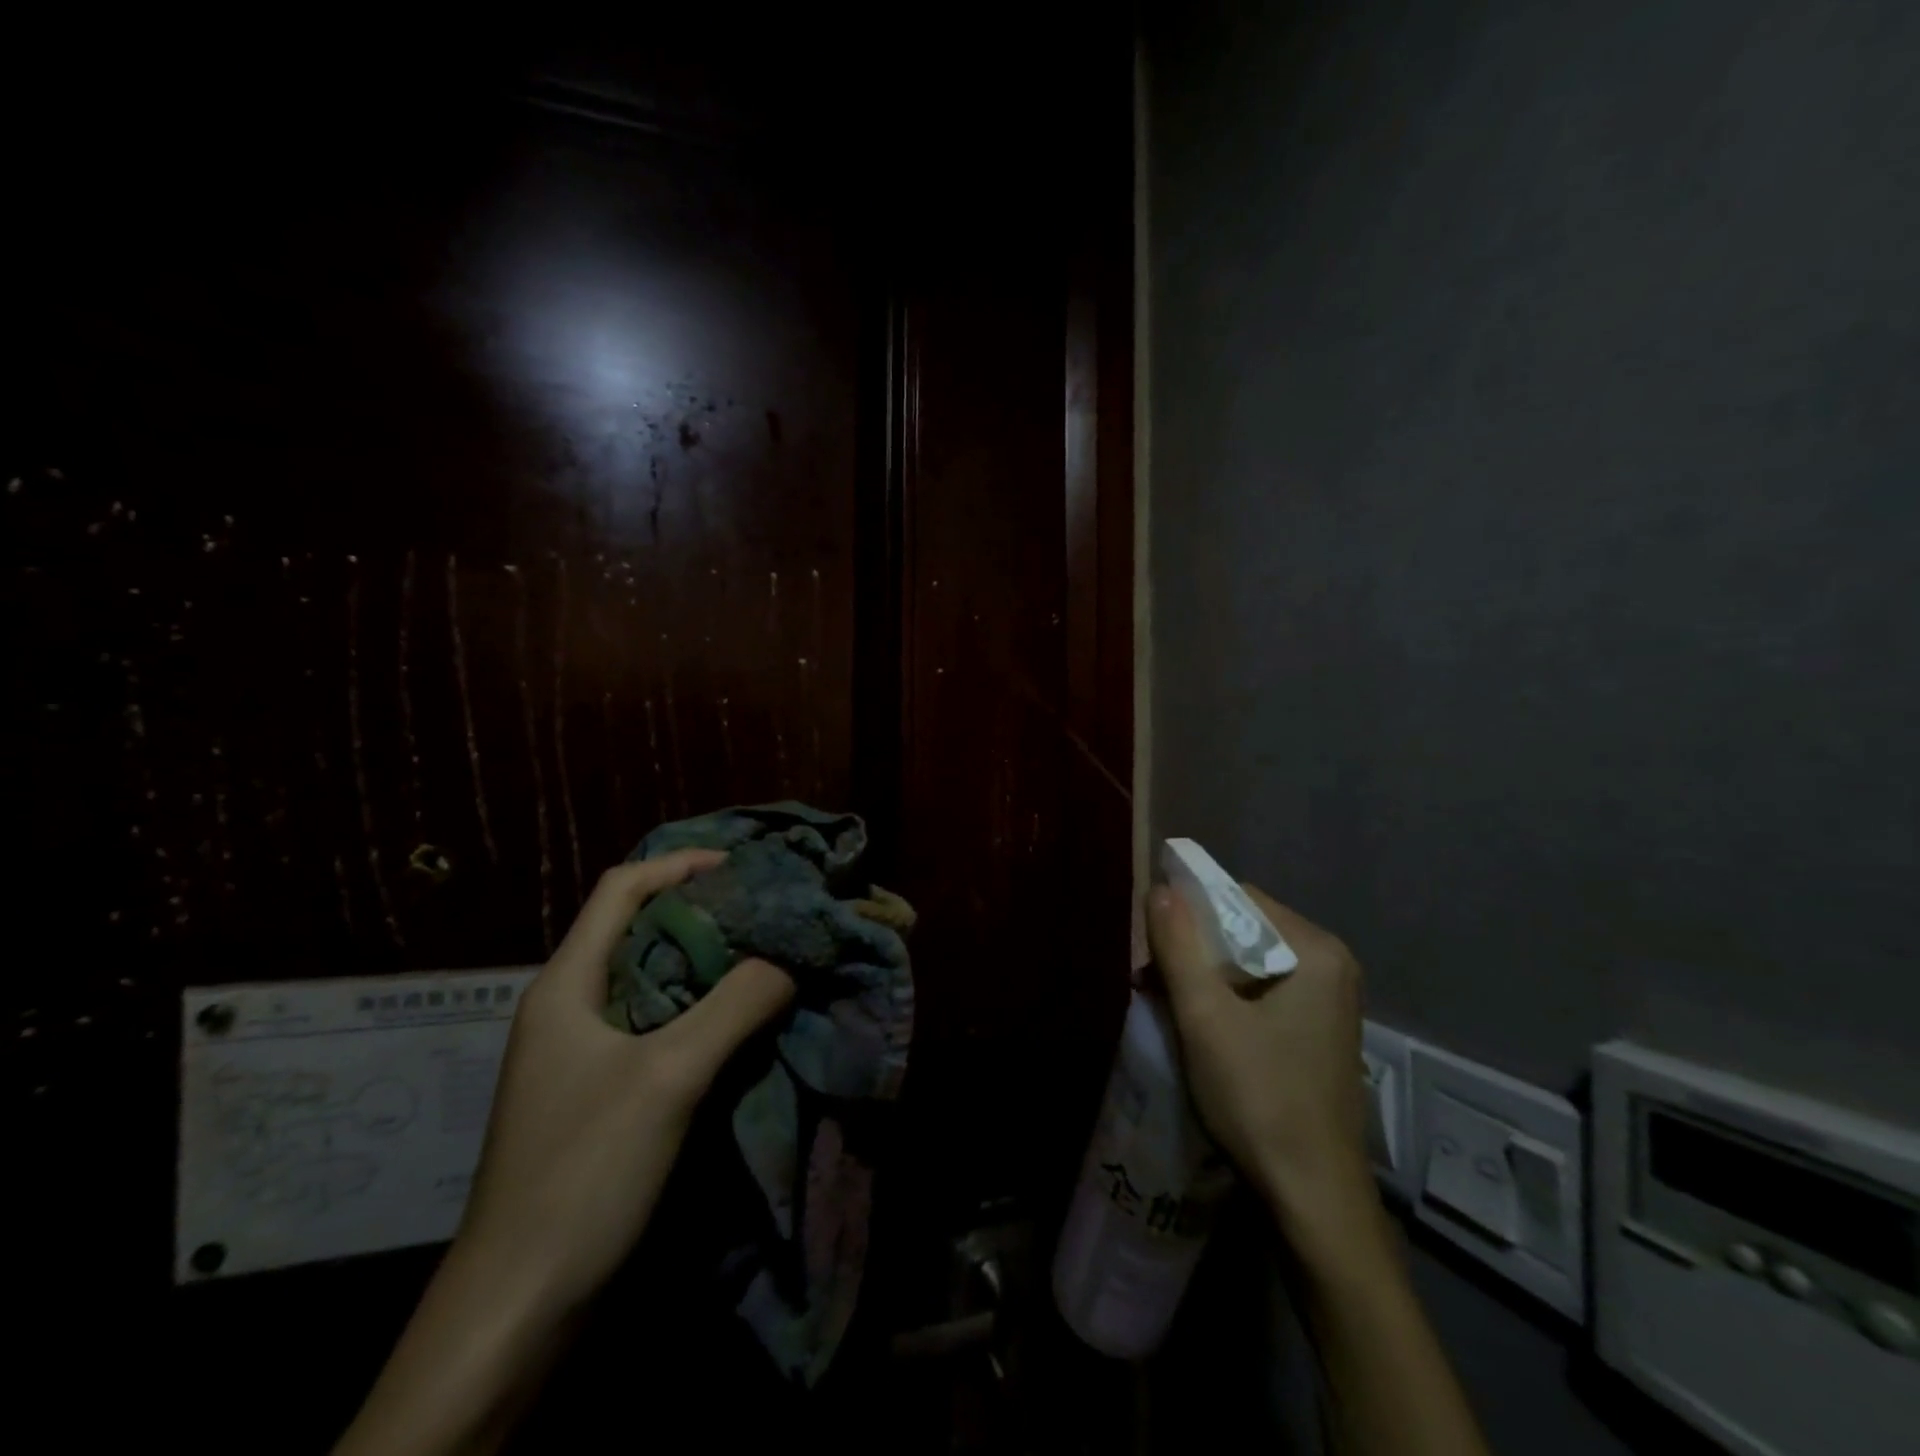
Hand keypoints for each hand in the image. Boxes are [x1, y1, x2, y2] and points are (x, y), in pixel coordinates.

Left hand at [336, 850, 793, 1455]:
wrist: (518, 1308)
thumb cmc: (583, 1172)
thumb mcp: (668, 1076)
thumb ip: (734, 1006)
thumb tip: (788, 959)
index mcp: (566, 983)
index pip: (622, 888)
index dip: (680, 864)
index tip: (742, 867)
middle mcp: (569, 1005)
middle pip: (638, 929)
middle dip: (702, 911)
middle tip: (765, 910)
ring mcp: (581, 1052)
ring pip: (650, 978)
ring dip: (705, 961)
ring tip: (763, 955)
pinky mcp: (599, 1091)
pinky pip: (656, 1022)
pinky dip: (698, 1006)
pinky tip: (736, 1019)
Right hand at [1148, 881, 1374, 1247]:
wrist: (1313, 1199)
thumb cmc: (1259, 1098)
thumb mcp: (1204, 1017)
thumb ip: (1179, 945)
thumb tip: (1159, 887)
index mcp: (1316, 950)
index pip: (1240, 898)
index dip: (1190, 913)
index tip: (1153, 948)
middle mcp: (1331, 964)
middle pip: (1246, 929)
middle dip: (1194, 949)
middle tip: (1153, 981)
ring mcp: (1330, 999)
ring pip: (1251, 962)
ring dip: (1205, 975)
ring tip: (1166, 1003)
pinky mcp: (1319, 1029)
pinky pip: (1264, 990)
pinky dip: (1227, 998)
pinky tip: (1200, 1025)